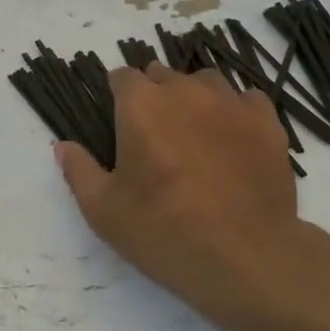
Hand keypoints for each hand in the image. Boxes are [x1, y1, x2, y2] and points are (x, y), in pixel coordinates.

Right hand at [56, 63, 312, 330]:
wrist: (245, 255)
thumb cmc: (163, 231)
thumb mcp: (103, 210)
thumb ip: (78, 171)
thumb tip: (62, 145)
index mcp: (140, 105)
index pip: (122, 77)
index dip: (117, 95)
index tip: (118, 121)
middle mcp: (185, 91)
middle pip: (163, 75)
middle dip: (154, 95)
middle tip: (154, 135)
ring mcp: (230, 103)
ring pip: (205, 82)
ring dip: (194, 97)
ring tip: (194, 132)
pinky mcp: (267, 121)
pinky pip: (246, 99)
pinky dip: (235, 111)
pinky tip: (232, 138)